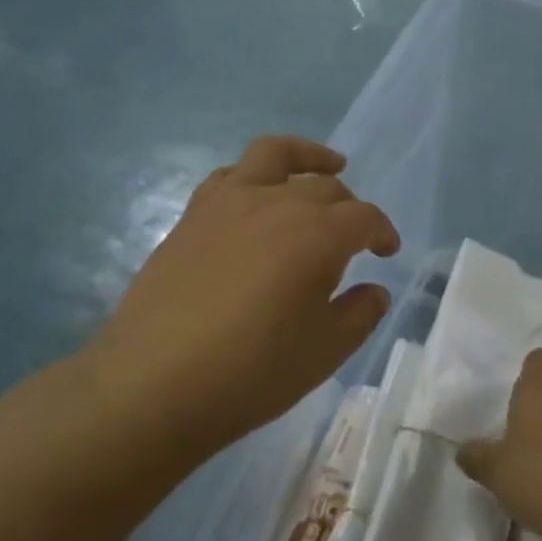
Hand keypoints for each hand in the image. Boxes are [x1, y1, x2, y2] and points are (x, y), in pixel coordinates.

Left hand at [77, 136, 399, 463]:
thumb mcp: (324, 352)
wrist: (154, 385)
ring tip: (325, 166)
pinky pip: (231, 175)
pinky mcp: (193, 216)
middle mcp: (276, 204)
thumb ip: (360, 314)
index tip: (387, 252)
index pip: (364, 217)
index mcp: (317, 234)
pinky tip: (258, 196)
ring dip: (307, 157)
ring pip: (275, 155)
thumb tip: (375, 290)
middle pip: (325, 187)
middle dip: (350, 206)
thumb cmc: (251, 372)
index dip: (383, 231)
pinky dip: (255, 174)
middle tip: (354, 237)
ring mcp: (228, 203)